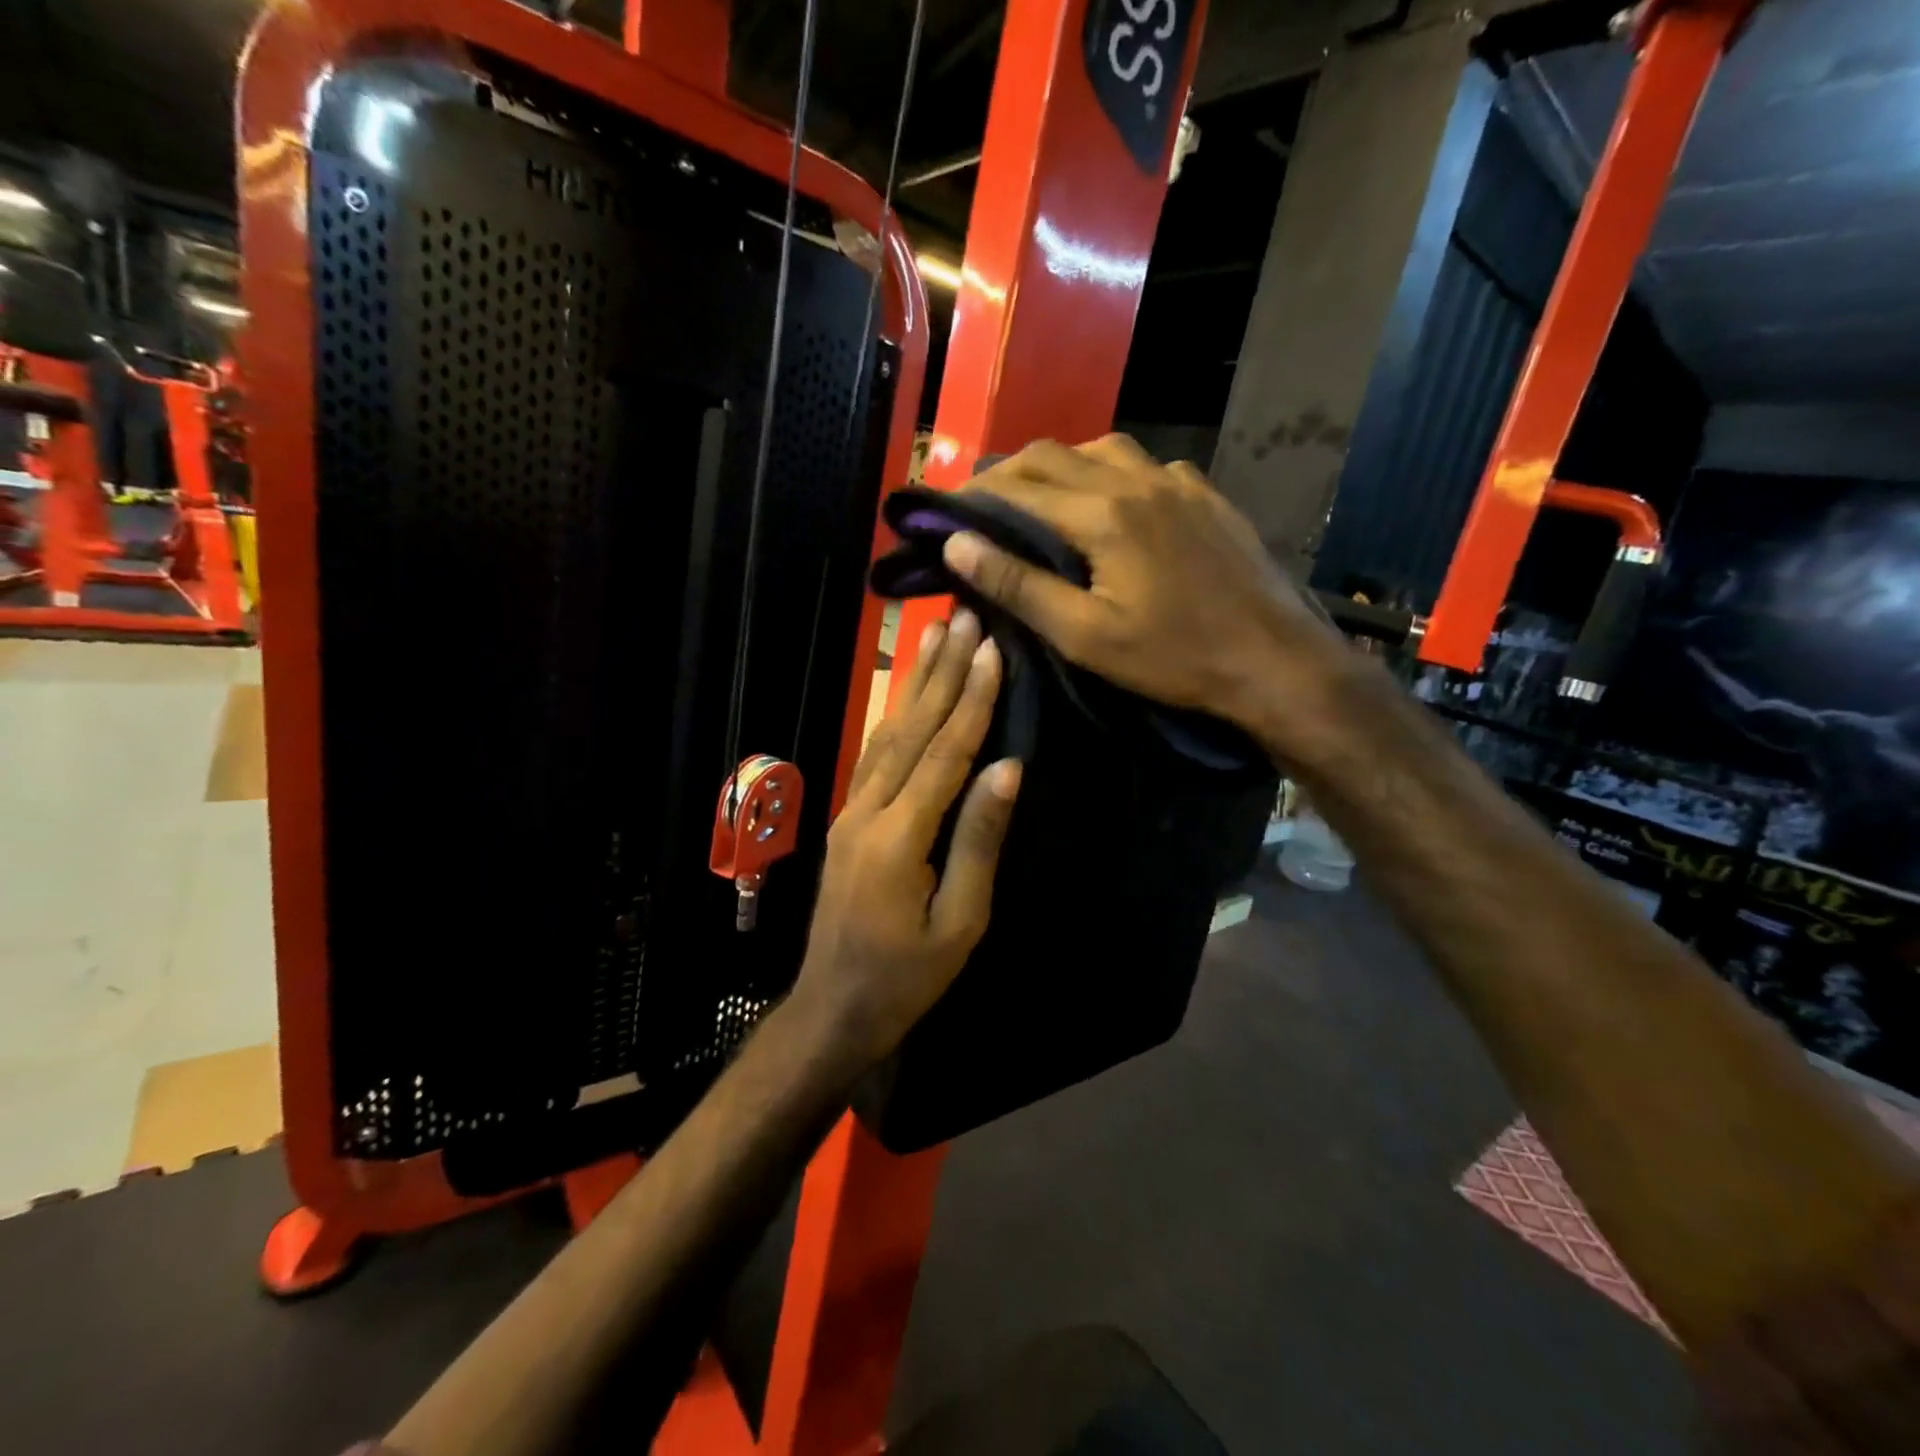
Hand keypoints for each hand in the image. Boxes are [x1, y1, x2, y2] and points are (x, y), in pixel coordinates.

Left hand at [791, 609, 1020, 1067]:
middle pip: (911, 729)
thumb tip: (1009, 768)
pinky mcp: (846, 820)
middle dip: (941, 672)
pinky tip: (904, 694)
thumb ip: (979, 839)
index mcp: (899, 836)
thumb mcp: (960, 921)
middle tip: (962, 618)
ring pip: (887, 735)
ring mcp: (850, 812)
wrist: (833, 1008)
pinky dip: (893, 717)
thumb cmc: (907, 976)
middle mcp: (868, 810)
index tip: (992, 649)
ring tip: (932, 635)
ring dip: (913, 683)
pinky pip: (873, 756)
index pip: (945, 753)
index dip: (972, 699)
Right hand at [942, 435, 1355, 765]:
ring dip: (1060, 467)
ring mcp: (1178, 483)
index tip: (945, 511)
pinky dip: (1110, 474)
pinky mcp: (1205, 496)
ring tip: (1040, 501)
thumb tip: (956, 544)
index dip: (974, 495)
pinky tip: (1112, 505)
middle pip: (1054, 454)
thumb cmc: (1172, 658)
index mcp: (1103, 514)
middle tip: (981, 506)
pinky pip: (1146, 466)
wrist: (1272, 660)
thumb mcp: (1084, 635)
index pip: (1019, 486)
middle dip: (1009, 474)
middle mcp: (1138, 481)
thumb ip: (1018, 585)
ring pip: (1102, 450)